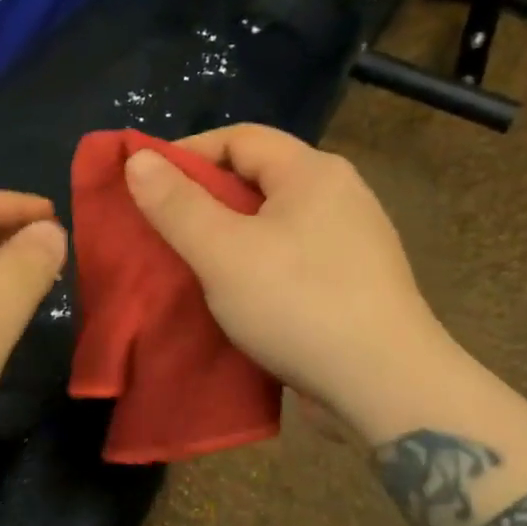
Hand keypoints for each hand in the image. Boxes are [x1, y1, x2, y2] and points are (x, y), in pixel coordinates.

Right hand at [124, 125, 452, 445]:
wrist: (386, 387)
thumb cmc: (299, 305)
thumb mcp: (222, 252)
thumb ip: (177, 204)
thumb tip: (139, 158)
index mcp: (313, 172)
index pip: (239, 138)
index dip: (187, 153)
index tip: (146, 185)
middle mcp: (339, 195)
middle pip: (257, 178)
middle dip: (204, 199)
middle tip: (162, 228)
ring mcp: (351, 241)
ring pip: (273, 222)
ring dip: (228, 237)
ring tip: (190, 263)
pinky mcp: (353, 282)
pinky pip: (291, 257)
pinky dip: (256, 265)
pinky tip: (234, 294)